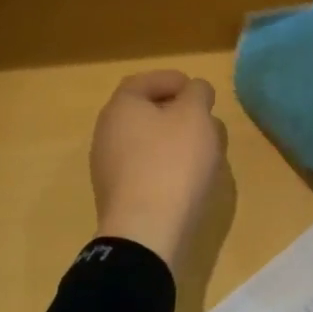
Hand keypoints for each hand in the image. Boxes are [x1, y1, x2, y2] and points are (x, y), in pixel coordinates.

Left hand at [89, 71, 225, 270]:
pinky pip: (144, 168)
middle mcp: (107, 132)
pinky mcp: (118, 195)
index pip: (144, 81)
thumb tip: (194, 91)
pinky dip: (166, 164)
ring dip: (174, 140)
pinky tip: (187, 177)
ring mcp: (108, 166)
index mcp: (121, 107)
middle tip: (205, 119)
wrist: (146, 231)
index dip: (172, 80)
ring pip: (146, 141)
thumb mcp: (195, 116)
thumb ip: (197, 93)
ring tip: (204, 150)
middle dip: (177, 111)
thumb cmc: (172, 162)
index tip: (198, 91)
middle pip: (144, 112)